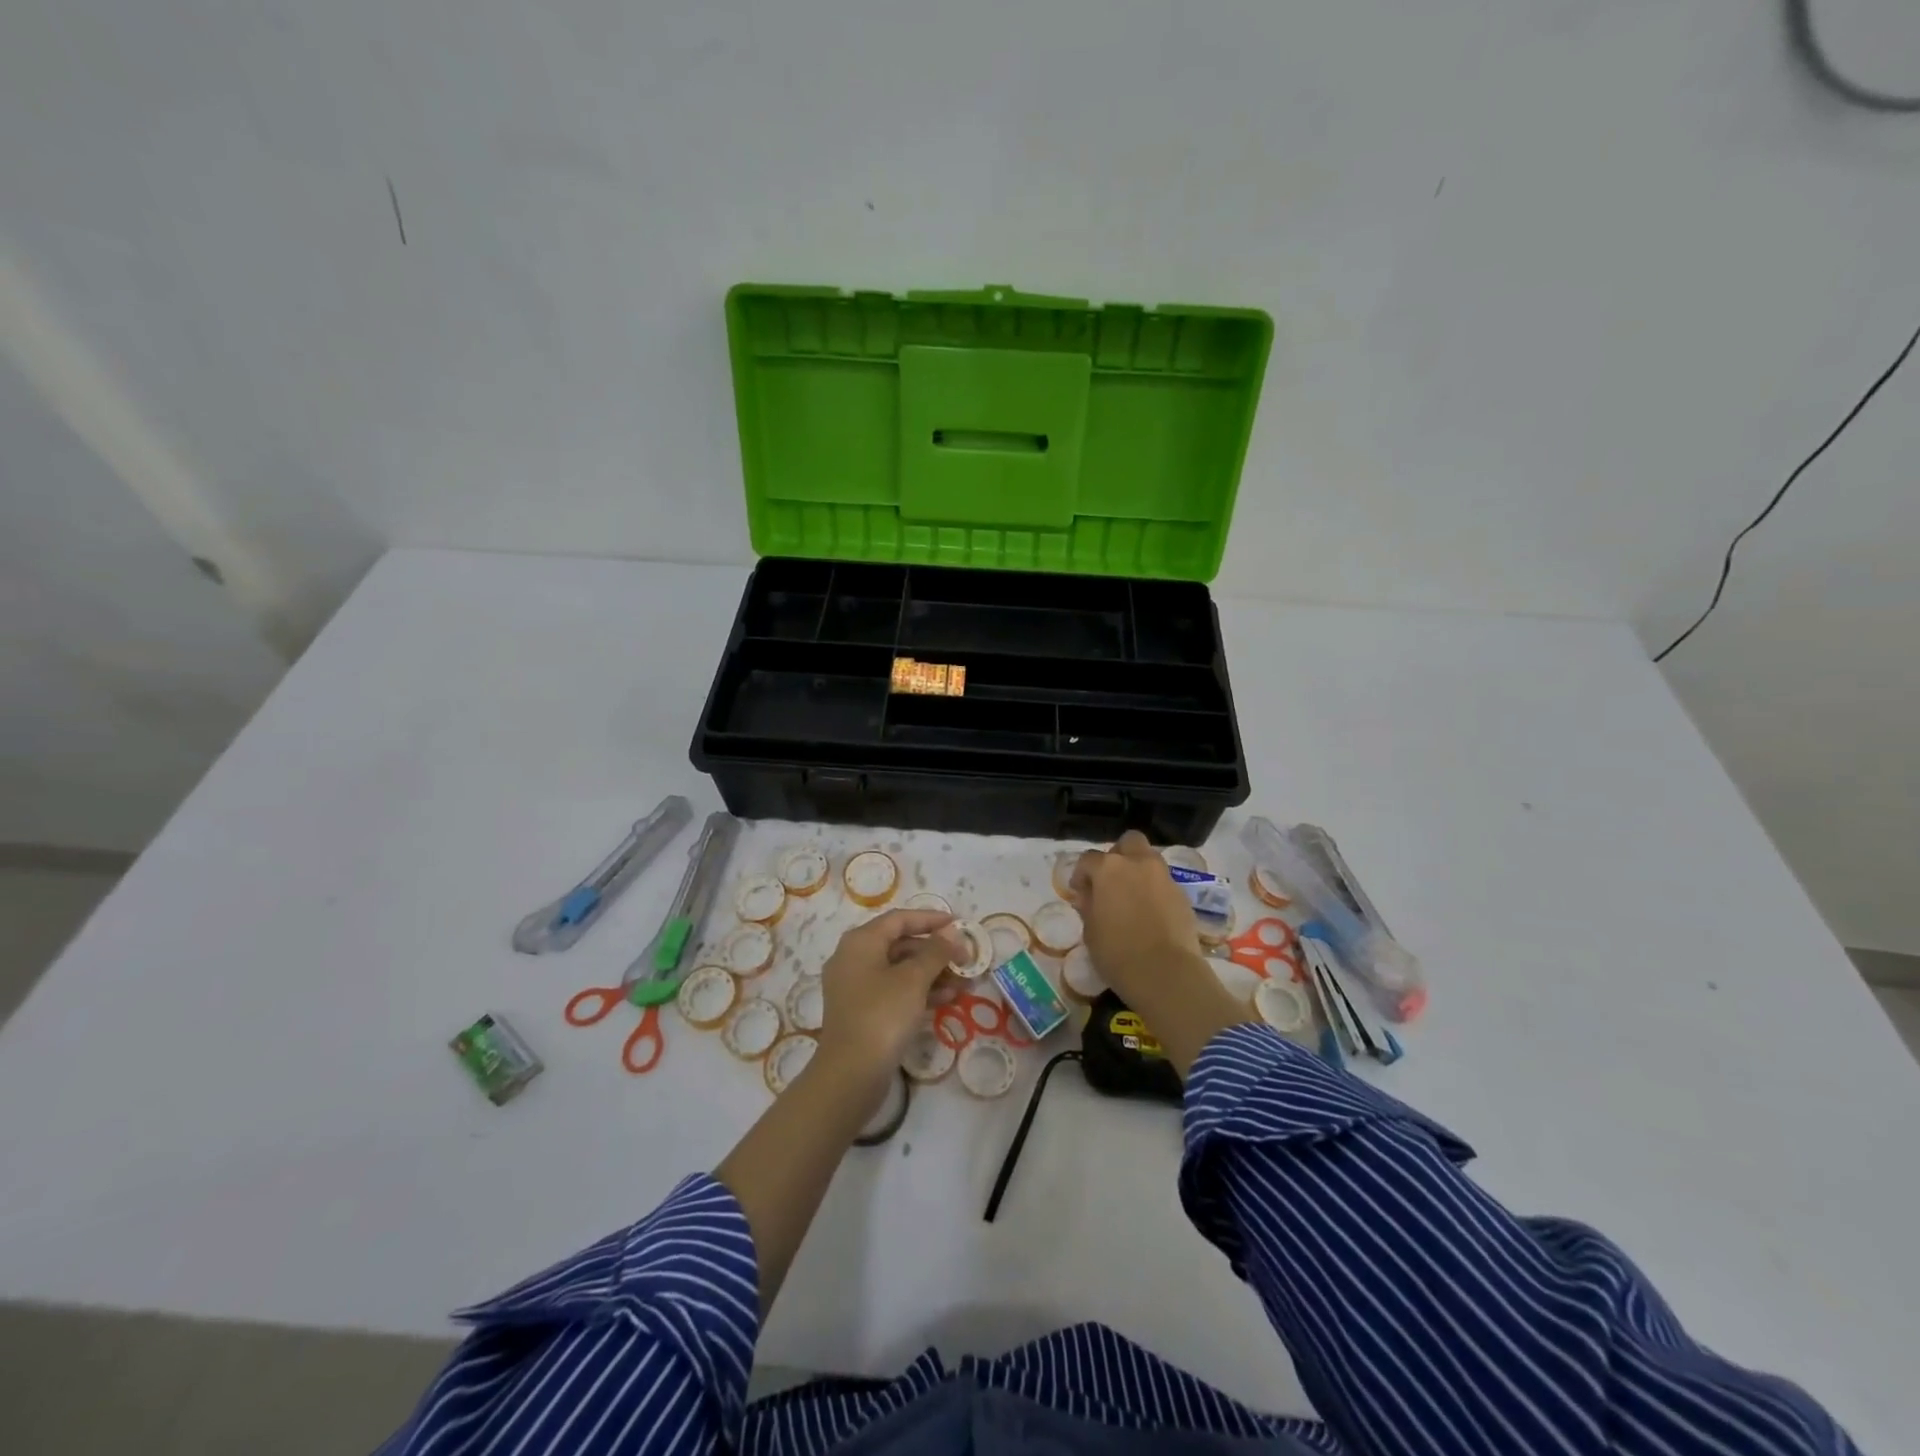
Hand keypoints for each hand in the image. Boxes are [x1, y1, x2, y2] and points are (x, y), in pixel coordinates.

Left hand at [815, 908, 962, 1089]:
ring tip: (964, 983)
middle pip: (900, 944)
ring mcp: (856, 987)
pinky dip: (920, 992)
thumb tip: (950, 933)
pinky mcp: (863, 1012)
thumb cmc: (882, 1015)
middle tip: (966, 960)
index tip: (958, 923)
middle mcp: (854, 959)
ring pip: (900, 970)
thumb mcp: (913, 979)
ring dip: (932, 974)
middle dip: (935, 951)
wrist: (850, 1074)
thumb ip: (935, 952)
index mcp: (861, 942)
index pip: (899, 919)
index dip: (930, 919)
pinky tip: (948, 999)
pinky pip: (895, 991)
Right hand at [1068, 831, 1203, 1003]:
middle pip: (1128, 842)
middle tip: (1111, 881)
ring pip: (1150, 859)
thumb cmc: (1117, 952)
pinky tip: (1151, 913)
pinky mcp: (1182, 894)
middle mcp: (1138, 863)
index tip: (1080, 892)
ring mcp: (1164, 876)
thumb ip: (1088, 906)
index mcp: (1109, 869)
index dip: (1082, 874)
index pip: (1088, 859)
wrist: (1166, 973)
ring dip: (1139, 870)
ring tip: (1132, 896)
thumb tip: (1088, 896)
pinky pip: (1164, 882)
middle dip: (1119, 855)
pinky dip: (1155, 890)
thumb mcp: (1090, 931)